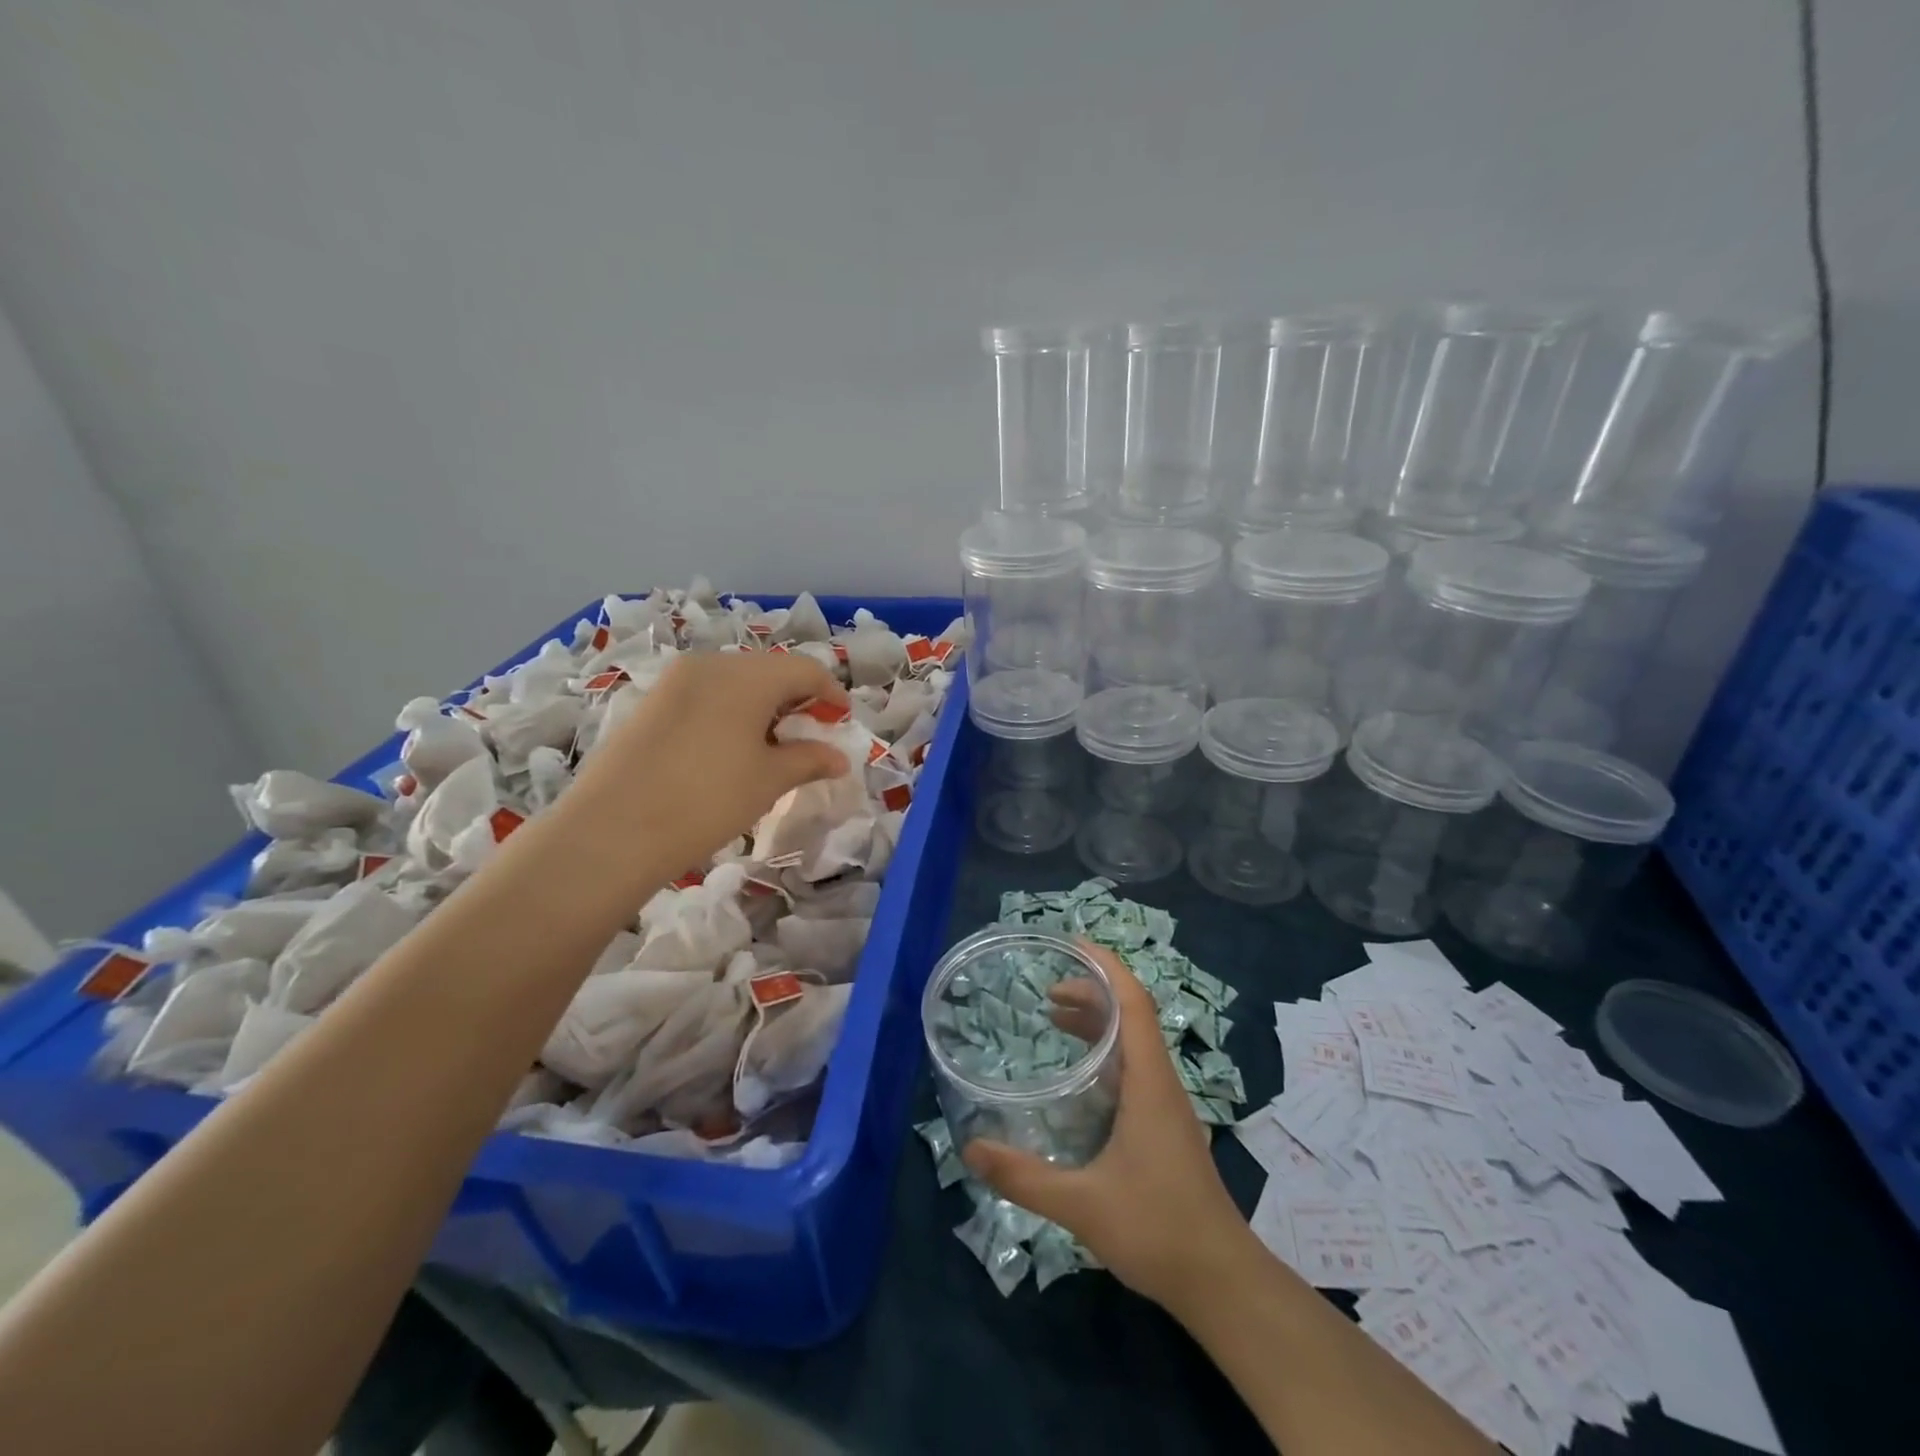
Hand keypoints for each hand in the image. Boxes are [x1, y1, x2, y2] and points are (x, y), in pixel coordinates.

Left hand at [572, 651, 849, 869]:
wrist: (612, 831)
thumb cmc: (707, 800)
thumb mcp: (768, 781)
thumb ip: (809, 760)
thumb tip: (839, 758)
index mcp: (746, 676)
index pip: (805, 669)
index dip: (831, 693)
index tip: (842, 721)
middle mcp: (710, 665)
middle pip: (769, 671)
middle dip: (797, 699)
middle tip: (810, 736)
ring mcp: (675, 682)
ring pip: (735, 682)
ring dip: (763, 707)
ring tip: (772, 747)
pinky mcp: (651, 703)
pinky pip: (705, 696)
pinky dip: (730, 713)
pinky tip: (730, 749)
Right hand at [962, 944, 1250, 1310]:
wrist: (1222, 1282)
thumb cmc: (1157, 1229)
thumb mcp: (1081, 1204)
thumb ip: (1024, 1176)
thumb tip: (971, 1149)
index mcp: (1149, 1082)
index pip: (1134, 1002)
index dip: (1106, 965)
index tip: (1072, 944)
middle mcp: (1161, 1082)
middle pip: (1131, 1014)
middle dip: (1091, 991)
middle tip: (1046, 992)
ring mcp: (1167, 1105)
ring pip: (1134, 1042)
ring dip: (1098, 1021)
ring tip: (1054, 1019)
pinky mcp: (1165, 1127)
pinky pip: (1134, 1068)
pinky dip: (1105, 1053)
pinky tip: (1080, 1077)